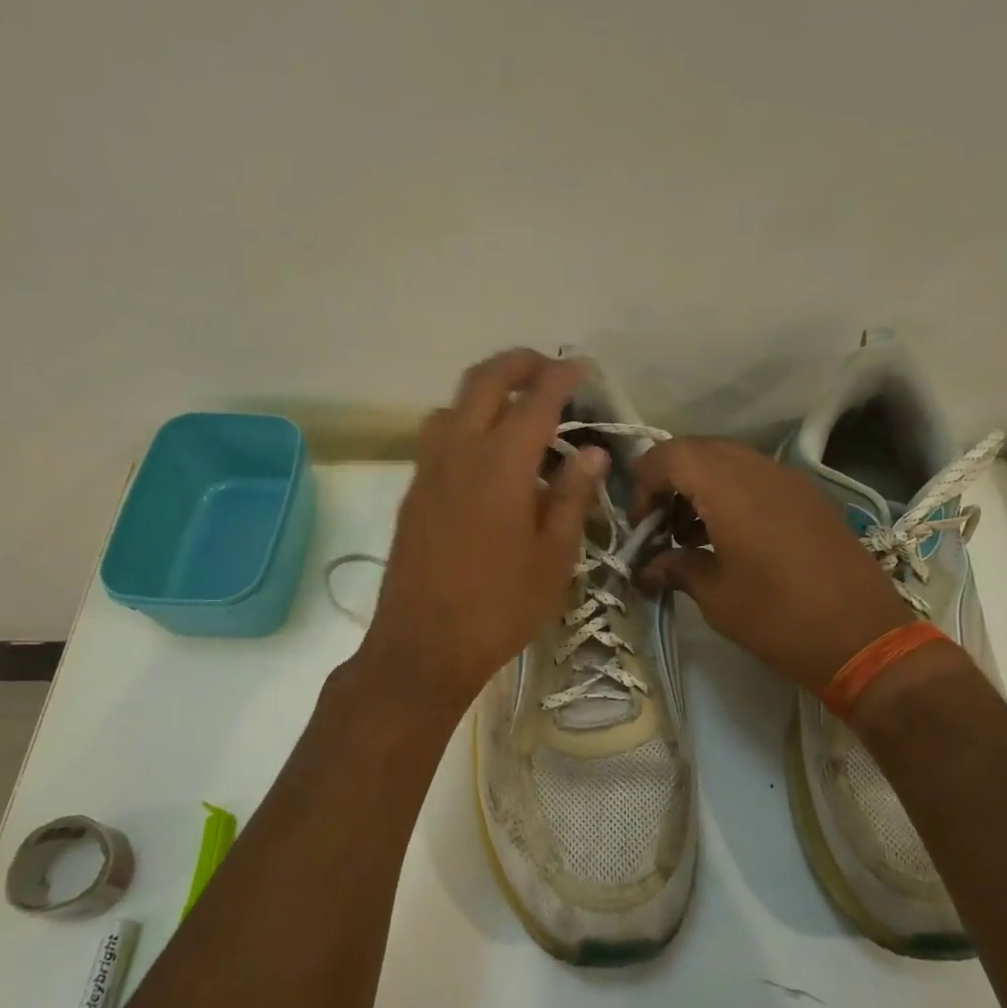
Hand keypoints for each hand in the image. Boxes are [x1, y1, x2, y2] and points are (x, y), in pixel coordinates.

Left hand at [357, 350, 607, 714]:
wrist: (423, 645)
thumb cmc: (499, 607)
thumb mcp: (554, 557)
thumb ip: (573, 496)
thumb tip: (592, 453)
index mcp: (501, 464)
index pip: (536, 398)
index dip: (562, 375)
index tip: (583, 368)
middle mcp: (459, 451)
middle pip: (484, 380)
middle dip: (519, 362)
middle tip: (550, 370)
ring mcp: (428, 469)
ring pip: (453, 403)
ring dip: (487, 391)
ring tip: (518, 412)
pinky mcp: (413, 491)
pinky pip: (438, 434)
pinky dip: (466, 422)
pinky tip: (487, 456)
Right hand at [634, 437, 912, 691]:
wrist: (864, 638)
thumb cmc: (779, 618)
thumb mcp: (717, 597)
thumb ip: (677, 568)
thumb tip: (648, 567)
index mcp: (730, 489)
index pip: (671, 455)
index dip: (644, 482)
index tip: (641, 524)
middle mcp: (760, 470)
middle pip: (699, 450)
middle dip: (670, 480)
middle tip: (660, 524)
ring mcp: (791, 480)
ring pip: (730, 460)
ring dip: (701, 485)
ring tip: (690, 533)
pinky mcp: (810, 497)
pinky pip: (758, 477)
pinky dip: (732, 493)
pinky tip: (728, 536)